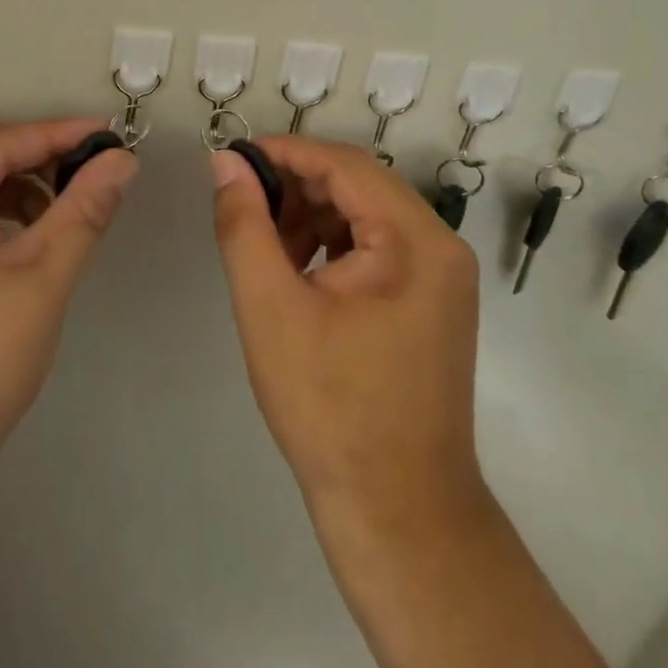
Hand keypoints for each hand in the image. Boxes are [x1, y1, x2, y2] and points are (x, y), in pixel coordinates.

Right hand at [210, 136, 484, 522]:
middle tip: (243, 205)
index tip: (233, 159)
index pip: (345, 164)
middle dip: (296, 186)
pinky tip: (296, 272)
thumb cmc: (331, 407)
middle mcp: (439, 246)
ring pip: (365, 214)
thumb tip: (226, 164)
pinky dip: (332, 245)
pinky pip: (376, 248)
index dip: (285, 152)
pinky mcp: (430, 301)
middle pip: (358, 185)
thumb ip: (244, 225)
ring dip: (311, 216)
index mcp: (415, 240)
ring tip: (265, 244)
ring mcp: (441, 276)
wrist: (397, 514)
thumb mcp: (271, 308)